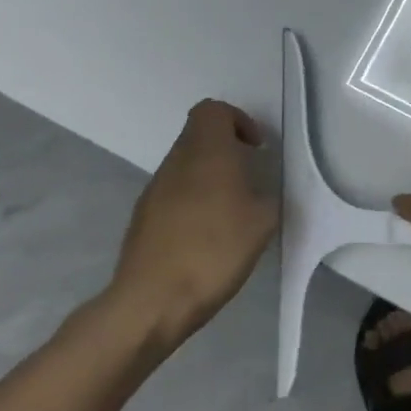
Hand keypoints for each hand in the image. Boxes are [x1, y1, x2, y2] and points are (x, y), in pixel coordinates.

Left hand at [101, 99, 278, 348]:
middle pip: (198, 136)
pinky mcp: (143, 217)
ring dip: (210, 177)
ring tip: (232, 212)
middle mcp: (176, 162)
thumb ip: (268, 196)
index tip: (256, 149)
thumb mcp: (263, 222)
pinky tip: (208, 236)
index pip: (212, 111)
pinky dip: (194, 201)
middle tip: (250, 179)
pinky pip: (174, 193)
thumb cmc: (214, 251)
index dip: (237, 121)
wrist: (152, 300)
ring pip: (186, 165)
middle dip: (227, 150)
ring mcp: (154, 190)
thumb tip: (261, 191)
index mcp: (206, 152)